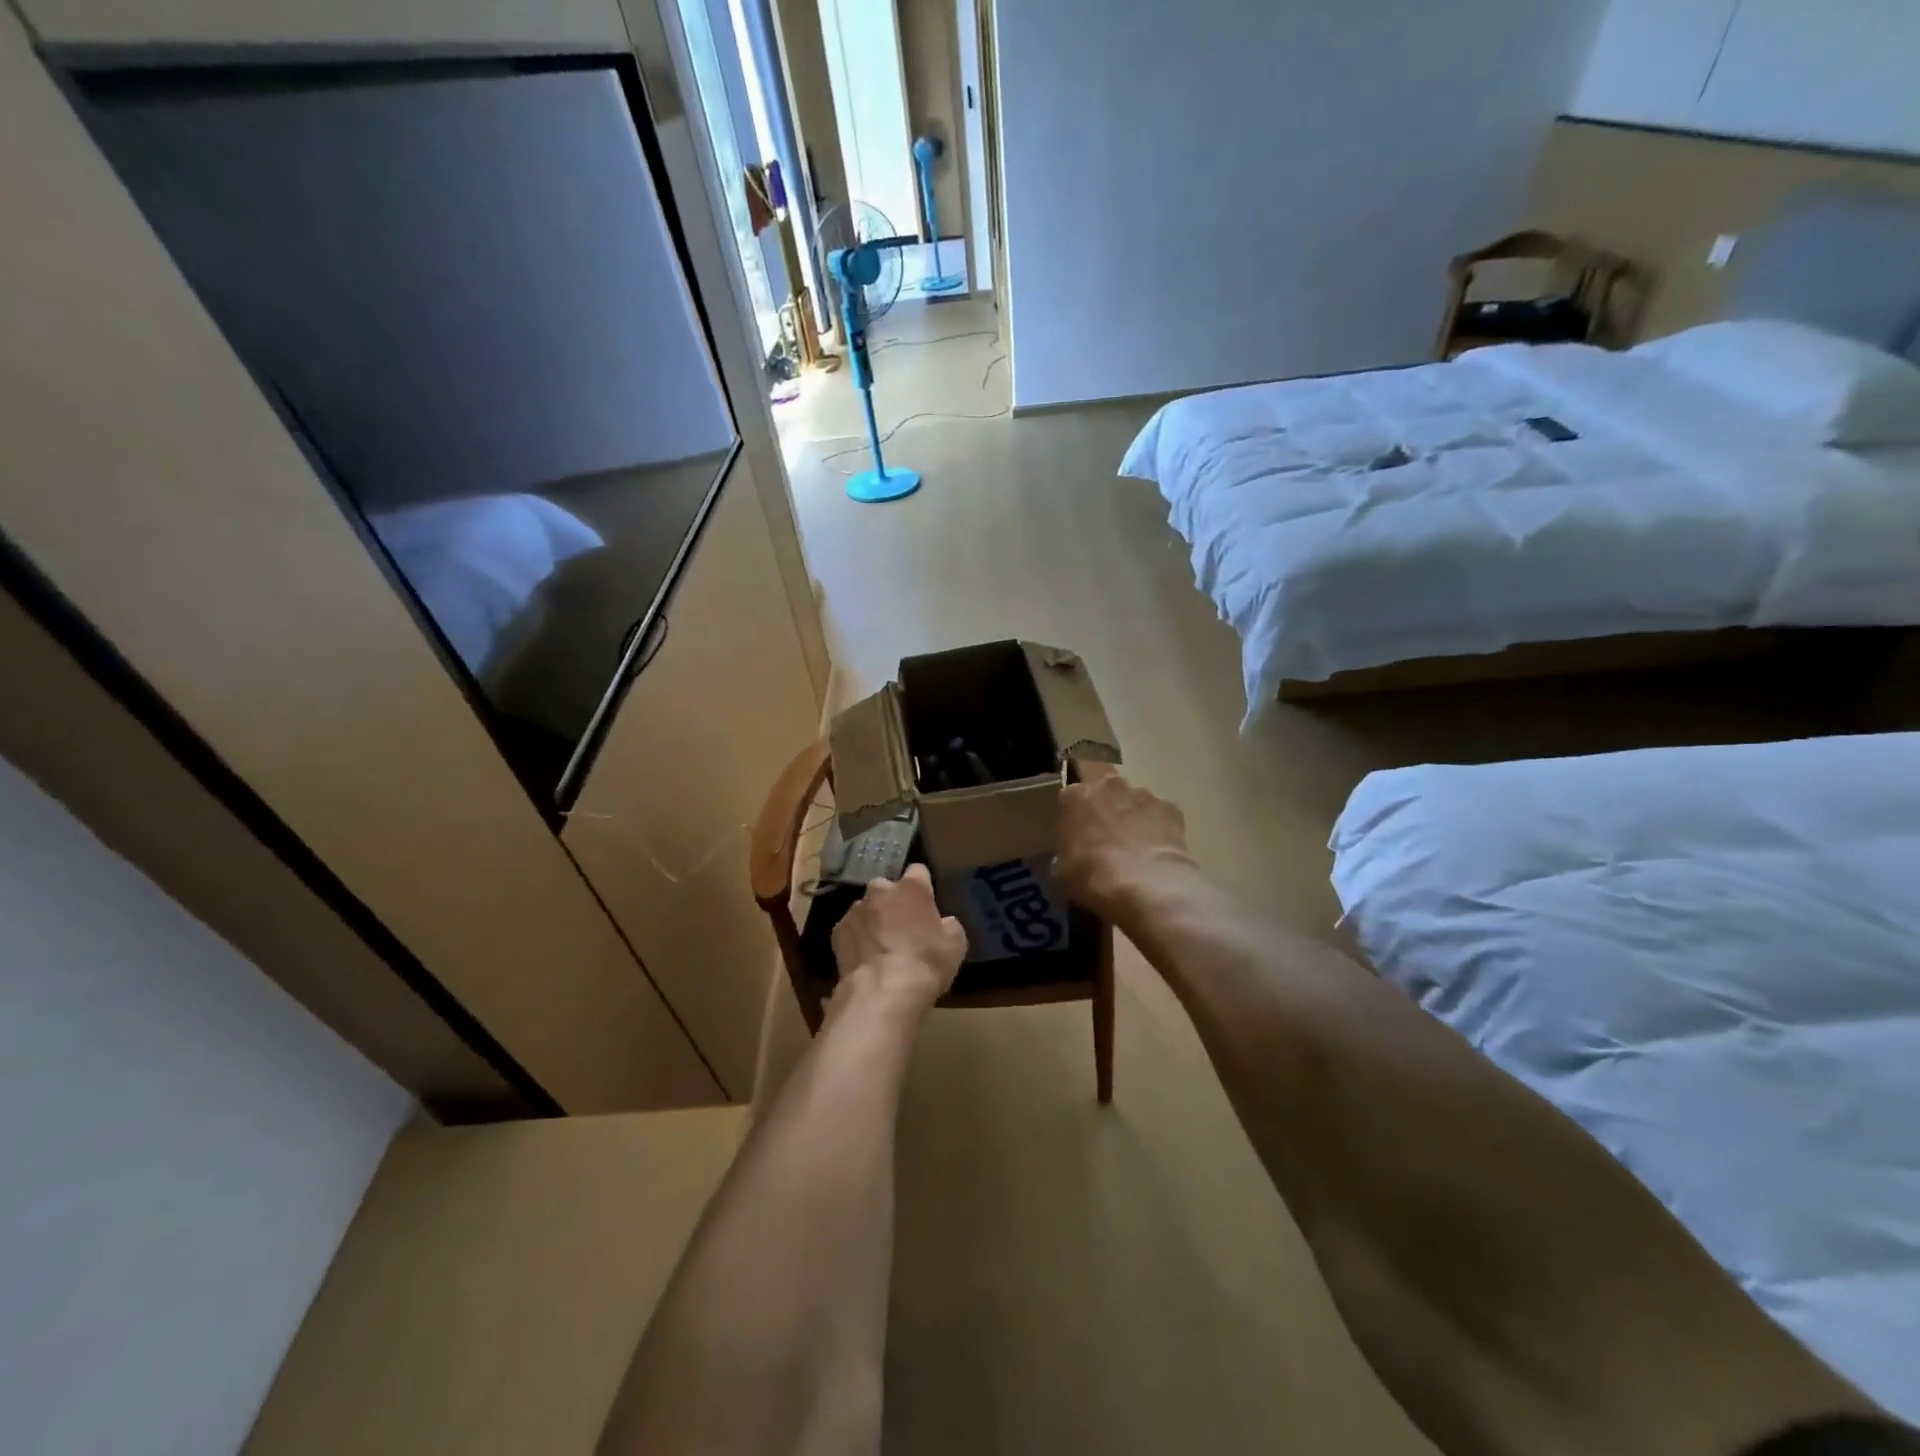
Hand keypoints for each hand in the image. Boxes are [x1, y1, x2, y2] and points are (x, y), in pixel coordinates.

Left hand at [830, 864, 967, 1009]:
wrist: (883, 991)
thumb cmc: (926, 963)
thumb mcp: (956, 945)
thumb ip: (949, 925)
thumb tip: (944, 923)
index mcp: (912, 888)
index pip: (918, 871)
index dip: (923, 885)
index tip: (926, 902)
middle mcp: (880, 890)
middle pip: (887, 888)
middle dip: (892, 902)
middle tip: (902, 927)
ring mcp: (855, 909)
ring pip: (866, 908)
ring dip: (873, 921)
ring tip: (880, 947)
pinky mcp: (837, 931)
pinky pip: (850, 929)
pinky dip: (856, 939)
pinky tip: (864, 959)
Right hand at [1056, 770, 1198, 925]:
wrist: (1146, 886)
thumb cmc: (1092, 876)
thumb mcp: (1060, 872)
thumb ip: (1064, 854)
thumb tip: (1072, 857)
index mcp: (1075, 797)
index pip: (1069, 797)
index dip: (1074, 816)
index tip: (1076, 835)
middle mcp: (1108, 786)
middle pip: (1104, 787)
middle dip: (1105, 804)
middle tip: (1106, 834)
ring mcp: (1142, 794)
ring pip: (1134, 799)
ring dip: (1132, 816)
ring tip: (1135, 848)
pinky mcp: (1171, 808)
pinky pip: (1160, 815)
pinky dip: (1158, 829)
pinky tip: (1157, 853)